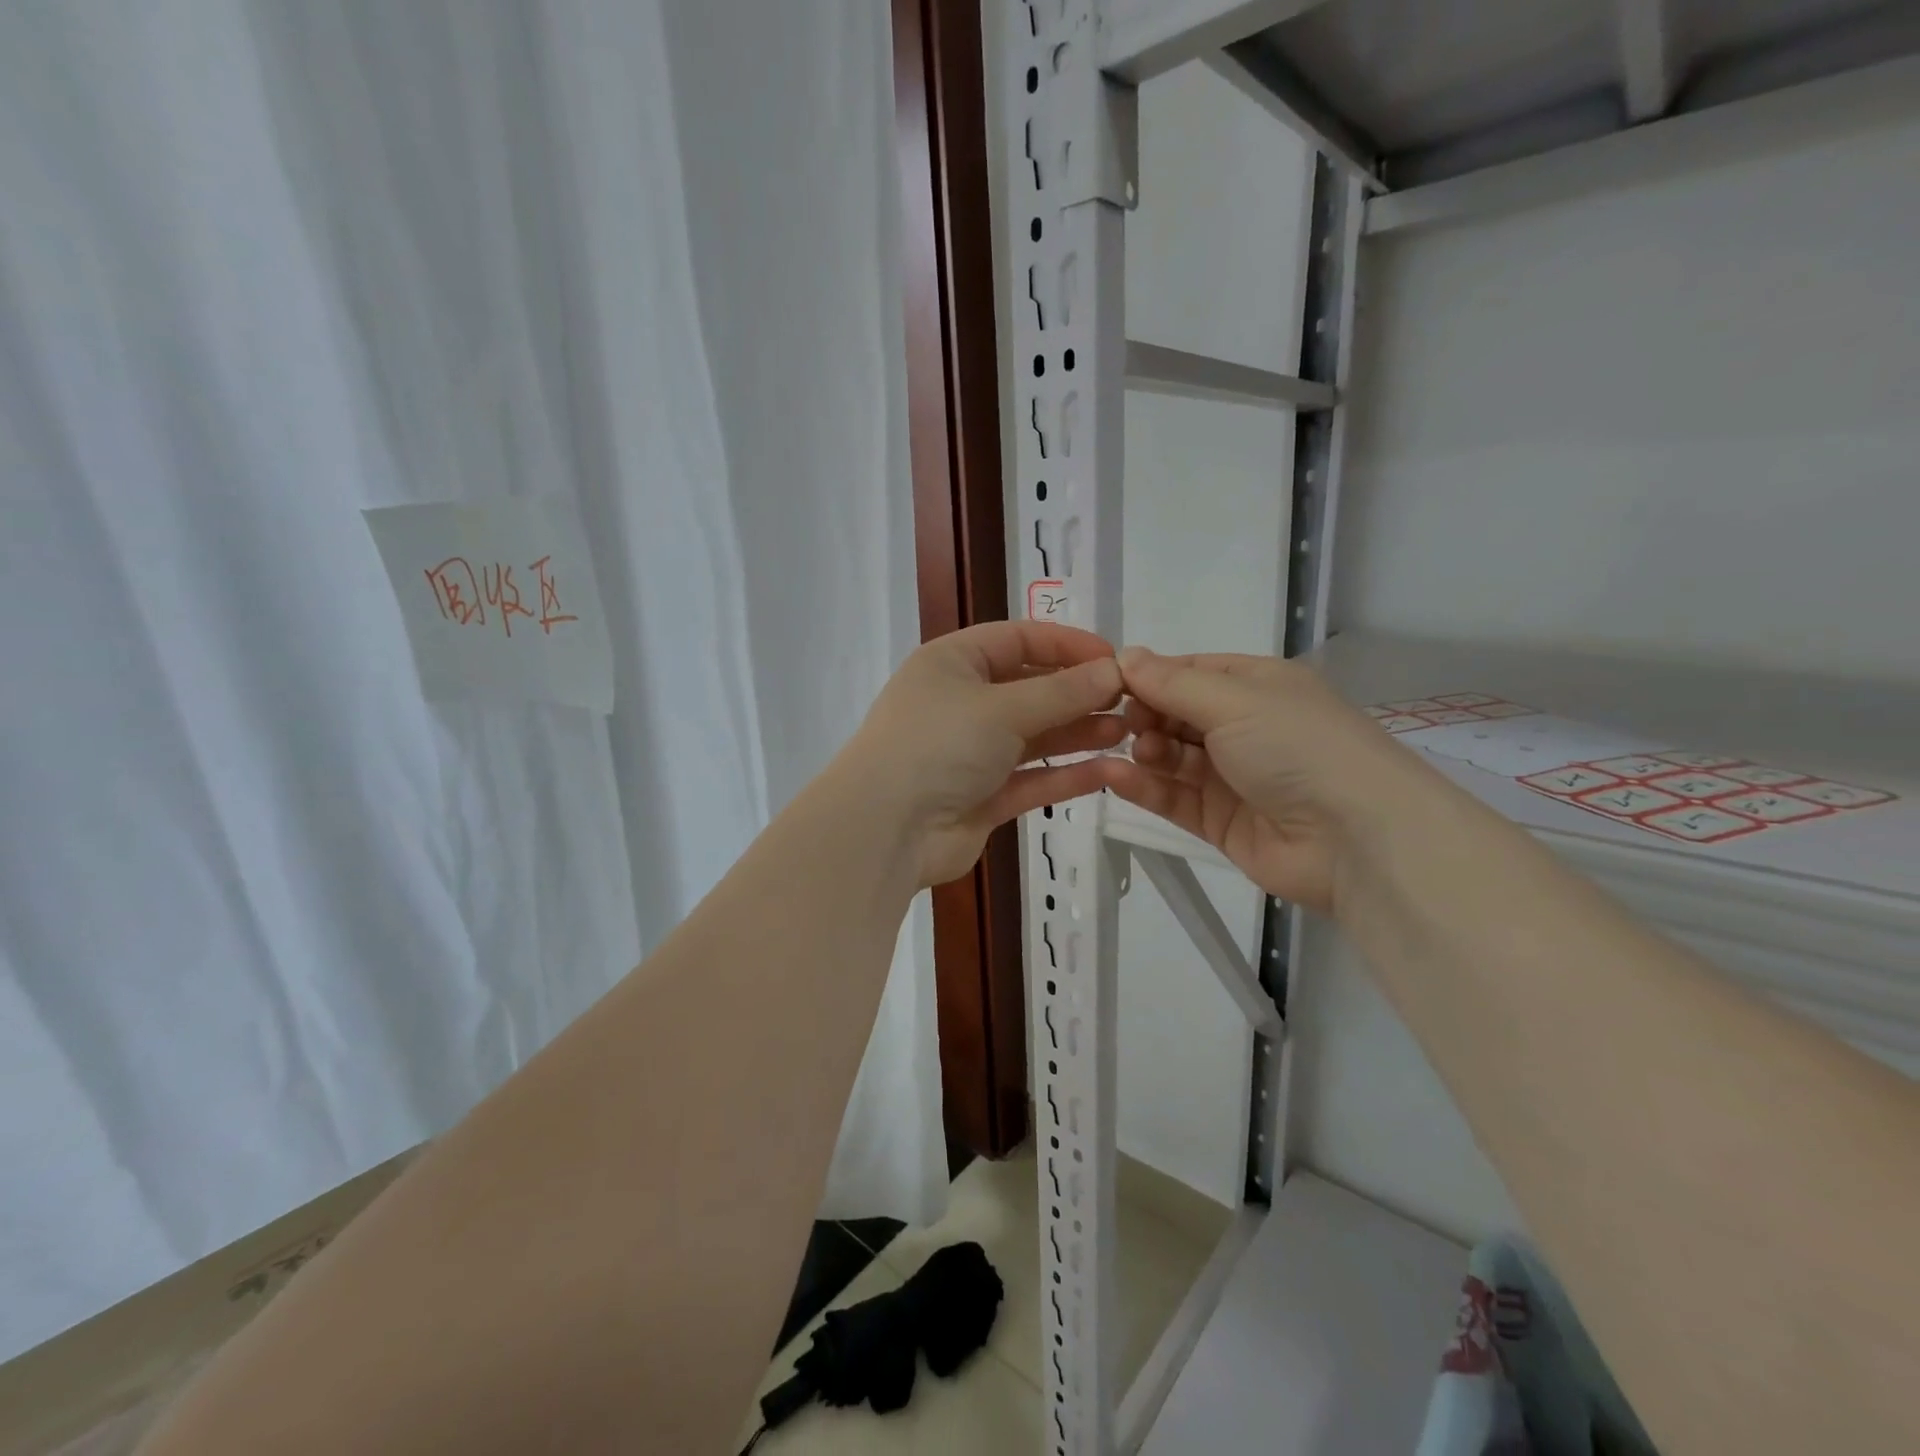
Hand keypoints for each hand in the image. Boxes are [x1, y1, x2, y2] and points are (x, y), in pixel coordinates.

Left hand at [843, 622, 1125, 886]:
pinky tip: (1108, 771)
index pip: (1018, 639)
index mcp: (953, 663)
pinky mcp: (982, 798)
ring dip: (1078, 732)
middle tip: (1130, 701)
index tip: (1114, 659)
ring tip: (1128, 732)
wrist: (885, 830)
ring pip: (1034, 736)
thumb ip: (1061, 691)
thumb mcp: (1002, 707)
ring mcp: (971, 753)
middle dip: (1079, 693)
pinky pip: (1031, 779)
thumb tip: (1113, 671)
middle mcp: (961, 703)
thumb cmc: (938, 745)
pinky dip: (1066, 774)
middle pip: (1030, 689)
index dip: (1067, 645)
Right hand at [1105, 648, 1417, 913]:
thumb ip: (1172, 683)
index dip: (1150, 676)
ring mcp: (1232, 777)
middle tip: (1126, 723)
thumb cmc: (1297, 747)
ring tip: (1140, 752)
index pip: (1190, 672)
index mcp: (1256, 686)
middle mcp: (1244, 727)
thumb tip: (1123, 655)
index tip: (1110, 684)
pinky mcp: (1220, 822)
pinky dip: (1144, 787)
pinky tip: (1115, 778)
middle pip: (1176, 715)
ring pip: (1172, 758)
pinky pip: (1174, 798)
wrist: (1355, 838)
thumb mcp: (1234, 700)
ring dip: (1145, 750)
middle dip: (1146, 715)